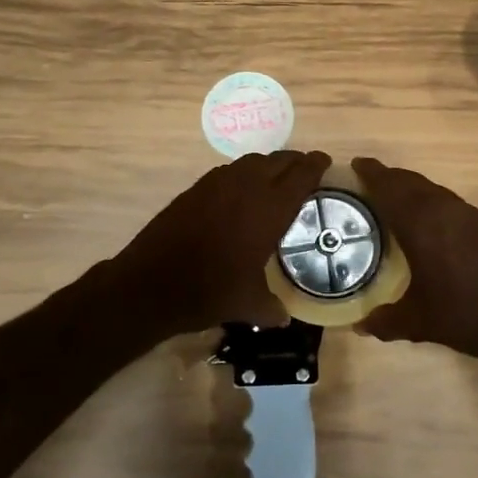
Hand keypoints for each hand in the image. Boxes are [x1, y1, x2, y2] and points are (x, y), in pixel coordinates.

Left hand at [108, 150, 331, 340]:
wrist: (151, 283)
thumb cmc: (209, 291)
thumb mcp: (248, 304)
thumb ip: (271, 308)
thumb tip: (284, 318)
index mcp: (269, 209)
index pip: (301, 175)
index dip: (315, 165)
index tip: (325, 161)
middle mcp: (247, 187)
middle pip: (278, 160)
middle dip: (295, 161)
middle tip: (306, 169)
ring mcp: (218, 183)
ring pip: (252, 161)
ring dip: (269, 165)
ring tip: (276, 178)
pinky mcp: (196, 188)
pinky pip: (229, 171)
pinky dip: (243, 174)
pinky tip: (241, 192)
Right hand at [353, 157, 477, 366]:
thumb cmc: (468, 315)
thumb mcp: (421, 323)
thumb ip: (387, 321)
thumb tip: (361, 324)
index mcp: (422, 224)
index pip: (390, 187)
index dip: (371, 173)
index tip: (355, 164)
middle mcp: (444, 209)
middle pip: (411, 181)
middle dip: (389, 178)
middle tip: (368, 183)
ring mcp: (469, 215)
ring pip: (432, 189)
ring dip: (411, 188)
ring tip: (394, 201)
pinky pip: (448, 201)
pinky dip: (430, 201)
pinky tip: (428, 224)